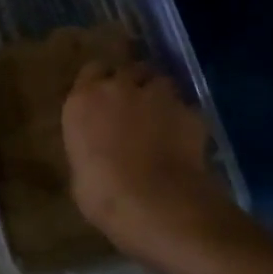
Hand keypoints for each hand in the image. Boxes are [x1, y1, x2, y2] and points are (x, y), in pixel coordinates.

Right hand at [62, 60, 237, 264]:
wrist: (158, 204)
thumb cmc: (104, 195)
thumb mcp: (81, 171)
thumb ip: (90, 146)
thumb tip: (99, 149)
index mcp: (83, 100)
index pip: (91, 71)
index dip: (100, 82)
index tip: (103, 98)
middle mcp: (119, 87)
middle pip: (127, 69)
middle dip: (131, 82)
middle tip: (133, 106)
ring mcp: (158, 95)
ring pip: (160, 82)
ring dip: (158, 95)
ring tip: (161, 117)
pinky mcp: (190, 111)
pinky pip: (185, 107)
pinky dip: (183, 118)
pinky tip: (184, 138)